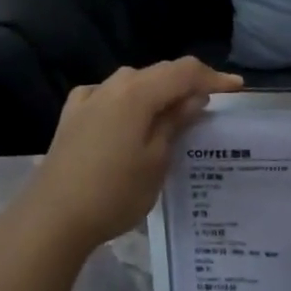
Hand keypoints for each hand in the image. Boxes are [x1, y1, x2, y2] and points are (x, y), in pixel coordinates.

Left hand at [25, 58, 241, 252]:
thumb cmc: (114, 192)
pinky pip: (108, 95)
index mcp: (137, 93)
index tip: (238, 89)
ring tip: (174, 110)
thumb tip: (193, 97)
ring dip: (157, 90)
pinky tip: (128, 115)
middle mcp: (112, 86)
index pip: (184, 72)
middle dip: (187, 82)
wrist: (53, 218)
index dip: (213, 77)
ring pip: (132, 82)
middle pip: (158, 72)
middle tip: (212, 100)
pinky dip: (128, 100)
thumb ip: (175, 123)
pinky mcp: (72, 116)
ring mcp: (88, 99)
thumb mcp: (156, 161)